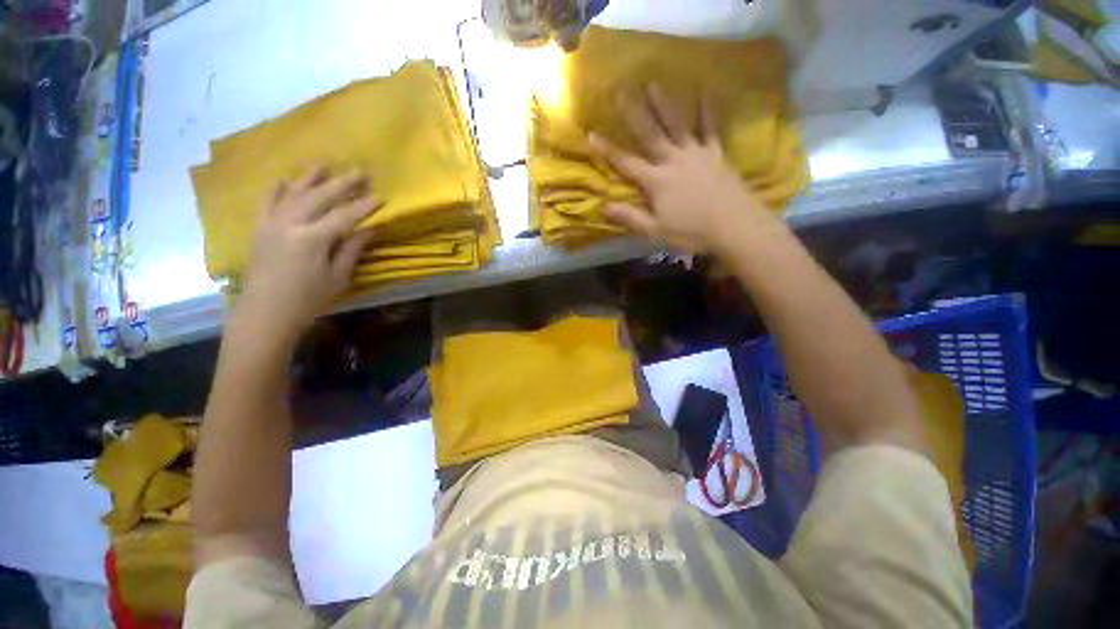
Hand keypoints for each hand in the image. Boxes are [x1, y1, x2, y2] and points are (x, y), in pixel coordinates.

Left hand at [239, 166, 381, 335]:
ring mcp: (271, 224)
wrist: (265, 312)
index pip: (344, 216)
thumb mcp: (337, 277)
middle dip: (342, 184)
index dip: (364, 206)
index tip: (381, 197)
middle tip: (360, 172)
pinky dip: (275, 190)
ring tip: (324, 165)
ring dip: (310, 178)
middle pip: (319, 197)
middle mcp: (290, 224)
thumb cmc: (308, 299)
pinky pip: (266, 203)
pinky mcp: (259, 228)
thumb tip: (369, 229)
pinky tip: (284, 180)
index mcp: (312, 239)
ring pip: (293, 193)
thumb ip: (352, 249)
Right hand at [589, 84, 773, 253]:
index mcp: (656, 181)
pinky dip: (706, 111)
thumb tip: (603, 206)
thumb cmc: (691, 232)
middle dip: (632, 112)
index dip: (607, 150)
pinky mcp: (715, 154)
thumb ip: (629, 217)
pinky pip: (709, 128)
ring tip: (652, 83)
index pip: (626, 163)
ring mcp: (696, 154)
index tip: (591, 134)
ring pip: (676, 124)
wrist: (734, 226)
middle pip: (649, 134)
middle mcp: (673, 161)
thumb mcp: (655, 231)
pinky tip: (703, 92)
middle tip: (620, 89)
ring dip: (663, 104)